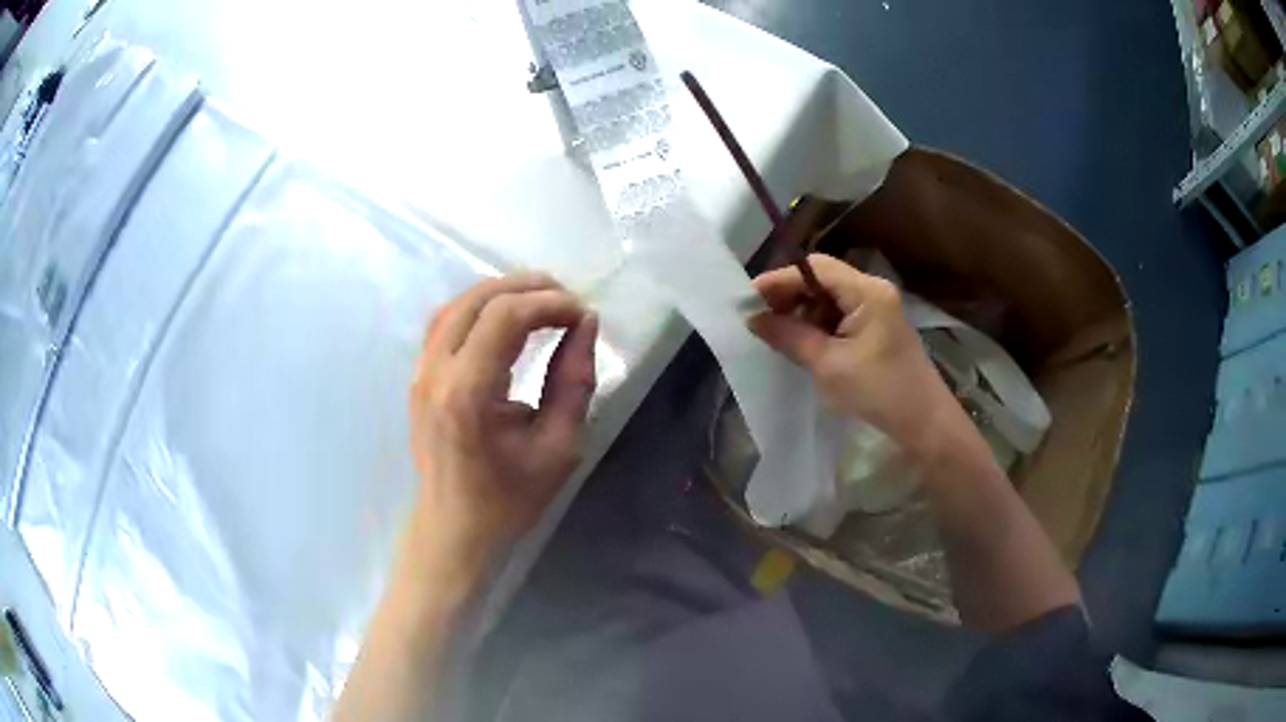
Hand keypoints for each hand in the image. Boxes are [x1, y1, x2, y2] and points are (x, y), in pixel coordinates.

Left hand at [404, 273, 597, 581]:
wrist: (454, 528)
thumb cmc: (509, 498)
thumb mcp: (559, 446)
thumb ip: (574, 380)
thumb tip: (585, 325)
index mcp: (468, 393)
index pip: (505, 317)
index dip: (549, 303)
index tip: (583, 314)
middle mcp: (436, 372)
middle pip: (478, 299)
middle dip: (527, 287)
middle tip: (567, 299)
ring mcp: (420, 372)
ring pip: (456, 304)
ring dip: (500, 292)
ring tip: (540, 300)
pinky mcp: (418, 377)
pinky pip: (444, 322)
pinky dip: (478, 308)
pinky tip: (504, 318)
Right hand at [749, 254, 956, 458]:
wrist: (923, 423)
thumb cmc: (878, 391)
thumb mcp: (828, 365)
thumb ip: (789, 336)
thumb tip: (753, 319)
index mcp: (866, 291)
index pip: (815, 268)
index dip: (780, 280)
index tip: (749, 299)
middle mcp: (873, 290)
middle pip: (822, 278)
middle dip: (789, 295)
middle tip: (759, 317)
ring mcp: (878, 308)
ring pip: (829, 297)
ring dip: (802, 310)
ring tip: (776, 332)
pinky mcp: (877, 327)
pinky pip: (840, 314)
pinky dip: (818, 324)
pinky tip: (802, 341)